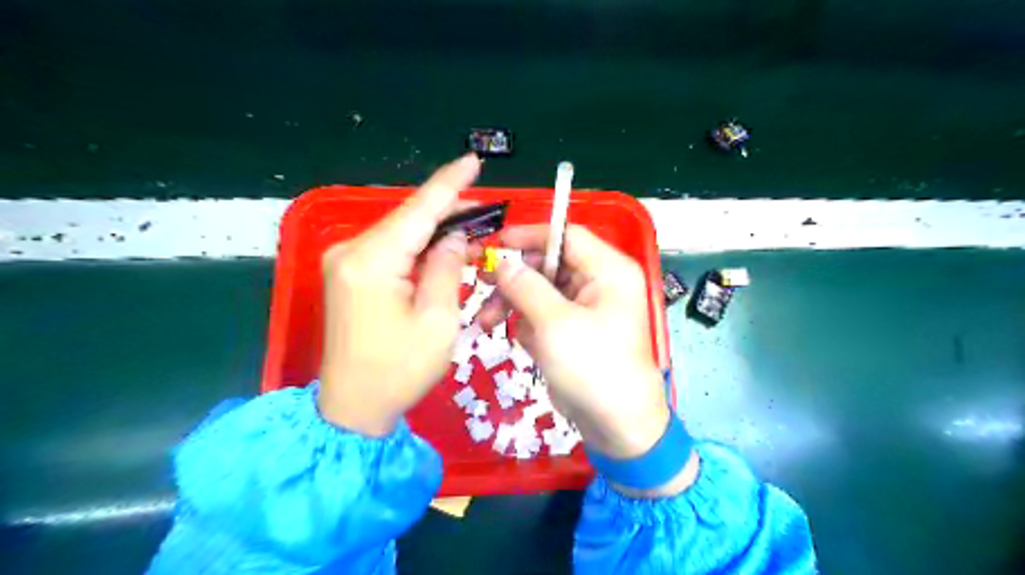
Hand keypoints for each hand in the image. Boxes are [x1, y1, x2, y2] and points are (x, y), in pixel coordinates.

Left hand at [320, 152, 481, 435]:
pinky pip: (392, 250)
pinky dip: (420, 249)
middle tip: (487, 212)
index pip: (419, 210)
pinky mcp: (349, 275)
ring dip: (437, 232)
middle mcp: (351, 251)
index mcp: (372, 261)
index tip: (474, 159)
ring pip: (401, 234)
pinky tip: (444, 250)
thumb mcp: (438, 320)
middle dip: (449, 212)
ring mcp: (345, 262)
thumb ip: (448, 268)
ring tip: (474, 231)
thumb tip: (454, 237)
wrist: (352, 408)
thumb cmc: (399, 369)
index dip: (450, 184)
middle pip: (409, 219)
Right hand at [481, 222, 696, 493]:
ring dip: (513, 304)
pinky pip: (543, 314)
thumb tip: (503, 263)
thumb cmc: (593, 367)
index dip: (530, 236)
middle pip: (549, 264)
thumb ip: (526, 286)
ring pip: (541, 291)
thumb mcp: (555, 323)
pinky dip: (527, 324)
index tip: (496, 244)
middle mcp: (599, 283)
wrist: (617, 425)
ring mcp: (585, 309)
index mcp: (608, 271)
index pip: (567, 236)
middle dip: (515, 278)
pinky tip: (521, 343)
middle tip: (481, 284)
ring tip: (487, 323)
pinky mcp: (573, 331)